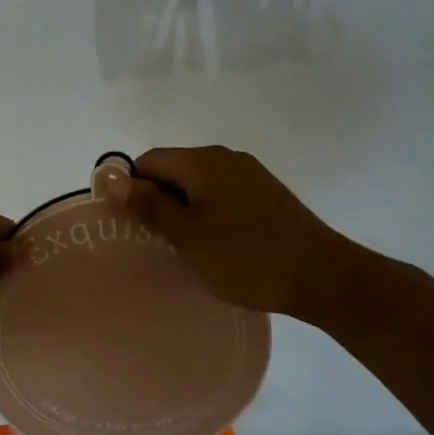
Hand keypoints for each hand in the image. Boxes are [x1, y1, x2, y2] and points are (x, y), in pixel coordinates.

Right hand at [109, 146, 357, 319]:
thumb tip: (112, 177)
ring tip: (180, 248)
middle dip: (157, 201)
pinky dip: (208, 215)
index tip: (128, 225)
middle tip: (151, 241)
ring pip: (199, 185)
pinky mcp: (267, 196)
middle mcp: (226, 158)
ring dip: (183, 211)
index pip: (149, 161)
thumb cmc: (244, 256)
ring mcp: (251, 175)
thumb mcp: (186, 235)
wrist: (321, 276)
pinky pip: (222, 196)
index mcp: (203, 161)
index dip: (131, 188)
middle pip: (174, 170)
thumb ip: (147, 205)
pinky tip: (213, 245)